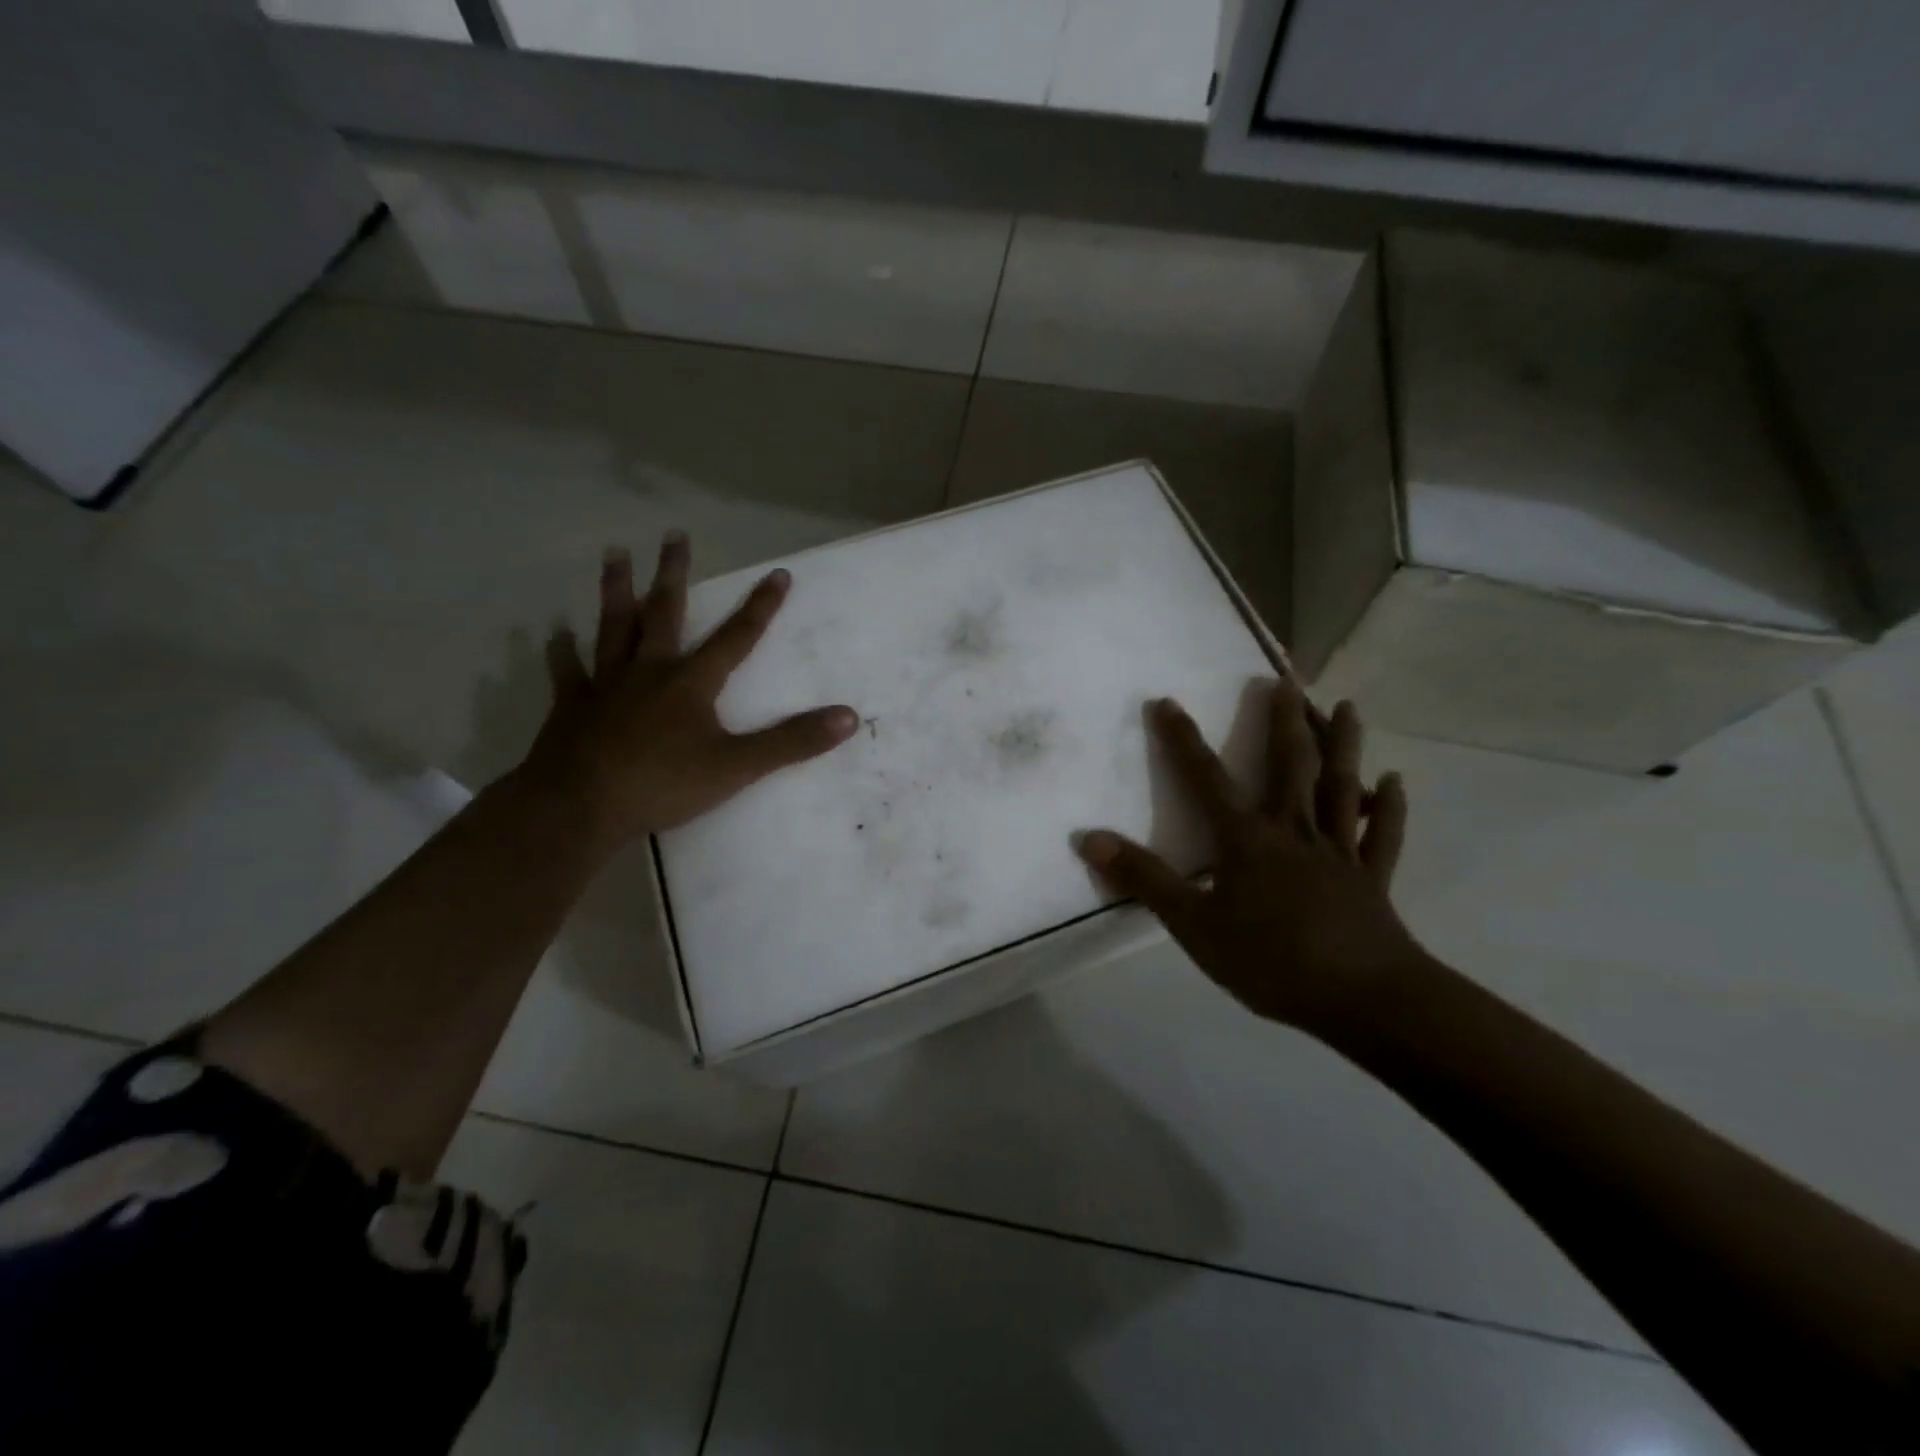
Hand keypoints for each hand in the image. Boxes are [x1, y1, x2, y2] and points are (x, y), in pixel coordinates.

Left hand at [517, 532, 857, 851]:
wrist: (580, 805)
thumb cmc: (663, 784)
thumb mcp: (738, 766)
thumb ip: (792, 742)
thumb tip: (849, 718)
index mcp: (691, 682)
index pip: (736, 637)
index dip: (760, 607)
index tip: (777, 574)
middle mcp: (649, 671)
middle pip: (664, 613)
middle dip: (673, 574)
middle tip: (673, 534)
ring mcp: (606, 685)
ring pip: (613, 627)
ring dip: (616, 590)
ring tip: (614, 554)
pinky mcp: (572, 706)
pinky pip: (567, 671)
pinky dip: (560, 651)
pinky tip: (554, 632)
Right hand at [1076, 680, 1420, 1035]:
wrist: (1362, 999)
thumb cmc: (1271, 961)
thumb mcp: (1192, 925)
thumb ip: (1143, 879)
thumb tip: (1088, 839)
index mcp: (1247, 840)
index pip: (1205, 779)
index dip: (1182, 739)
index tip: (1166, 701)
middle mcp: (1293, 831)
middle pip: (1289, 766)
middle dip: (1283, 721)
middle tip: (1285, 679)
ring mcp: (1338, 852)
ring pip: (1340, 787)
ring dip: (1342, 745)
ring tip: (1346, 705)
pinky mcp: (1371, 878)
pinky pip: (1381, 834)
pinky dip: (1389, 807)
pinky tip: (1395, 783)